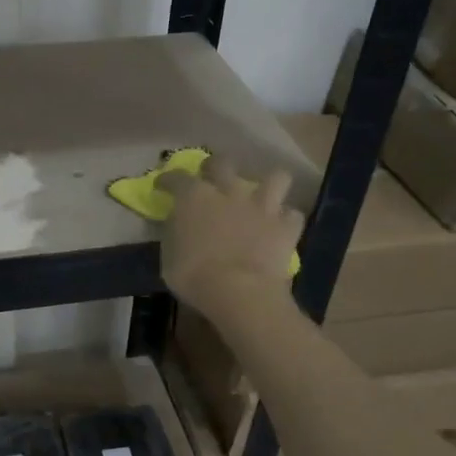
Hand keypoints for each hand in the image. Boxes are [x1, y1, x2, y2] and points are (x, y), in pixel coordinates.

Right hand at [157, 156, 303, 320]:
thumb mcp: (169, 257)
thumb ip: (175, 233)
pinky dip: (286, 220)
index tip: (163, 186)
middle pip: (223, 163)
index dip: (168, 180)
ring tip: (260, 196)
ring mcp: (262, 207)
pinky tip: (279, 227)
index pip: (177, 178)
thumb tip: (178, 225)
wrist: (240, 292)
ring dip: (268, 184)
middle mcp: (229, 192)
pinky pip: (292, 215)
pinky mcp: (286, 227)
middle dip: (215, 167)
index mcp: (194, 197)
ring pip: (275, 177)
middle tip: (211, 179)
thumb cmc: (194, 277)